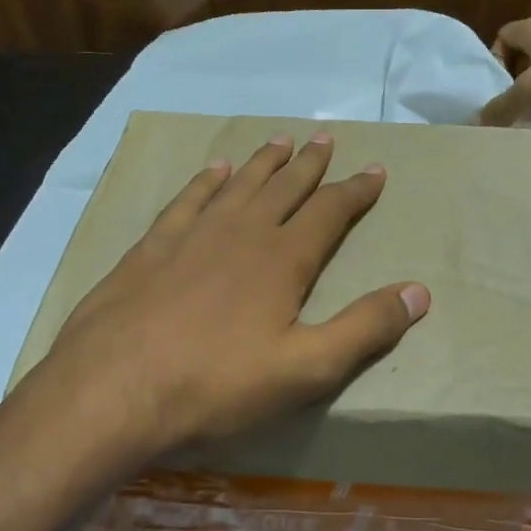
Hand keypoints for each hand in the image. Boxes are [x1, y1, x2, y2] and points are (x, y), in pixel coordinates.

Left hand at [14, 133, 430, 461]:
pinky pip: (188, 200)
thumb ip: (365, 328)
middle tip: (326, 139)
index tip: (375, 170)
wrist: (111, 391)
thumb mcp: (306, 369)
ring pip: (238, 185)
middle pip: (284, 187)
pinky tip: (213, 170)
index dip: (356, 190)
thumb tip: (419, 292)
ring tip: (280, 141)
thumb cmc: (215, 385)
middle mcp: (241, 233)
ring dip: (263, 163)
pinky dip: (205, 181)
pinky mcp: (151, 249)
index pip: (330, 211)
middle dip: (310, 164)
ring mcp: (192, 235)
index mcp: (281, 259)